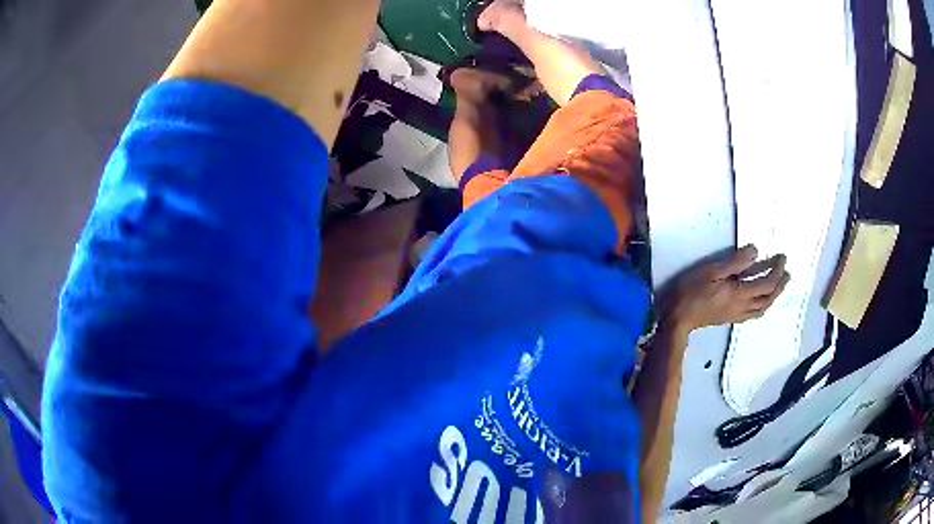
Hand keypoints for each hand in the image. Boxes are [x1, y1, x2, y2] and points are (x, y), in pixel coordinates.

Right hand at [660, 245, 789, 335]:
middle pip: (768, 298)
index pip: (767, 283)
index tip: (783, 258)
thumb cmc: (693, 290)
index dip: (777, 270)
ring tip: (778, 286)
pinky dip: (763, 306)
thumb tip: (755, 251)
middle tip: (786, 273)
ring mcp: (738, 314)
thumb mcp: (713, 271)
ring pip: (763, 308)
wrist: (679, 317)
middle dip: (780, 285)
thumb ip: (736, 261)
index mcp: (740, 293)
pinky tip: (761, 301)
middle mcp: (743, 306)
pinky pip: (754, 314)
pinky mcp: (731, 318)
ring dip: (774, 297)